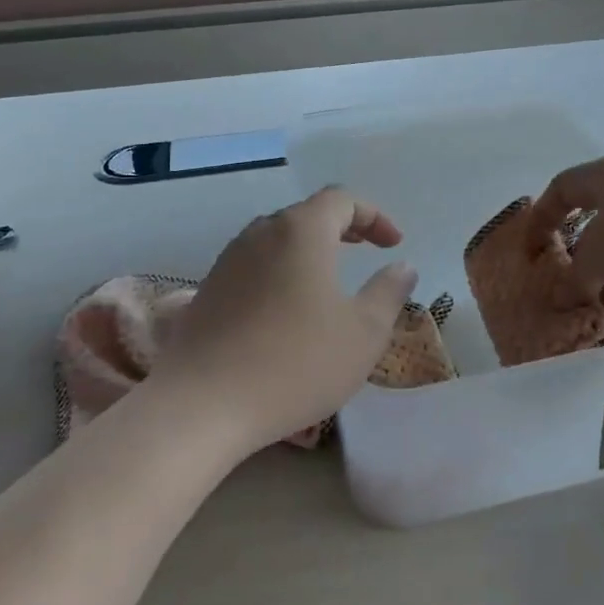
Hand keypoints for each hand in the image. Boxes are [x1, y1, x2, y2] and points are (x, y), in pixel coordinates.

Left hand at [149, 187, 417, 456]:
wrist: (201, 405)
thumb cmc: (295, 363)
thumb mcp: (363, 333)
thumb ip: (388, 292)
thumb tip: (402, 267)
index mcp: (302, 231)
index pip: (341, 199)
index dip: (373, 216)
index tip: (392, 245)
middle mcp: (262, 232)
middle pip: (306, 214)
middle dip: (341, 227)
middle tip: (365, 251)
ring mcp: (229, 259)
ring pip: (277, 238)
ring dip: (308, 249)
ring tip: (328, 279)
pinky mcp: (208, 289)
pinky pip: (254, 264)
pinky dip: (280, 270)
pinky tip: (287, 309)